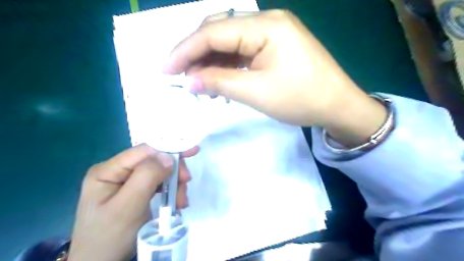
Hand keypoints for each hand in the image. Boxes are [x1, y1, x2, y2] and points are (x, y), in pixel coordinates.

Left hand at [68, 143, 197, 260]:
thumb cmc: (110, 237)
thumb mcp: (128, 206)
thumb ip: (146, 177)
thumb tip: (168, 156)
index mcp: (109, 170)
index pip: (143, 151)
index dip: (168, 149)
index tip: (191, 153)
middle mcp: (118, 172)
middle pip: (153, 161)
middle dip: (173, 172)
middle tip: (185, 185)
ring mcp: (127, 182)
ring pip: (159, 173)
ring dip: (174, 184)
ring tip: (180, 202)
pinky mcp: (136, 192)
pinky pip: (158, 184)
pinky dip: (170, 191)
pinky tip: (175, 202)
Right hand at [162, 10, 388, 146]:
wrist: (337, 105)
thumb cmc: (301, 99)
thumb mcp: (255, 92)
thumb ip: (218, 82)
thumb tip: (188, 81)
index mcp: (265, 26)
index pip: (213, 32)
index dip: (185, 51)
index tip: (166, 70)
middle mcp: (267, 21)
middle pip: (219, 32)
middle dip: (195, 54)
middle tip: (179, 77)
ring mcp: (272, 33)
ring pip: (229, 43)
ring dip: (211, 62)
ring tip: (198, 83)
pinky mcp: (274, 46)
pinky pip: (243, 52)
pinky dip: (227, 66)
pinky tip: (219, 80)